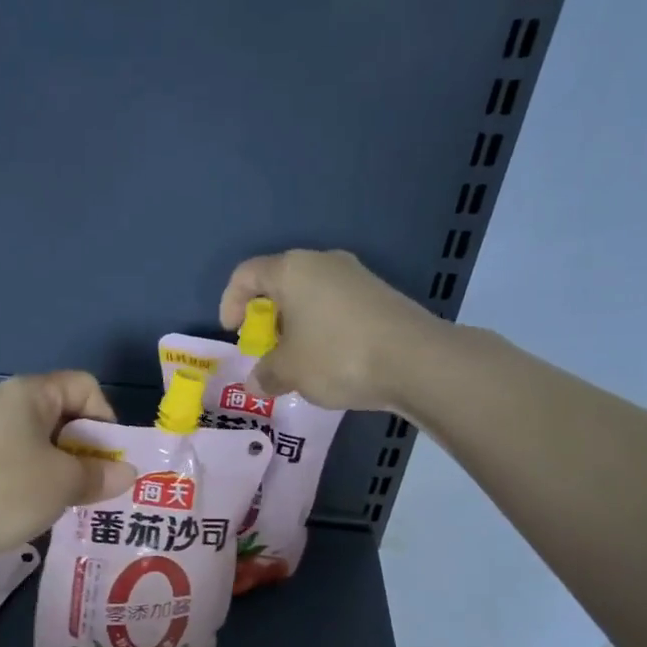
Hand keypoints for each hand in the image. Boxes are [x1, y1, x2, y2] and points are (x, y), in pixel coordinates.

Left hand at [0, 372, 135, 567]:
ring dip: (62, 471)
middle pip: (63, 415)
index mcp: (30, 393)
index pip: (85, 387)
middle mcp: (5, 403)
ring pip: (41, 445)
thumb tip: (126, 473)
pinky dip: (34, 483)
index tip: (108, 460)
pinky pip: (17, 464)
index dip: (106, 419)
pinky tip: (37, 512)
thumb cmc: (4, 490)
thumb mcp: (63, 483)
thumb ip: (99, 475)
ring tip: (71, 504)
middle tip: (97, 489)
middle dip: (87, 450)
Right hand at [219, 249, 439, 411]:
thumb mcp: (290, 371)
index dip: (230, 302)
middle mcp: (323, 263)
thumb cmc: (337, 355)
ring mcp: (357, 277)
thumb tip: (255, 384)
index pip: (247, 274)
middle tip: (265, 348)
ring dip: (296, 325)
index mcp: (292, 270)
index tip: (234, 333)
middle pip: (281, 283)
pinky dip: (323, 329)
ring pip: (311, 296)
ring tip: (297, 360)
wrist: (416, 360)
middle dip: (267, 317)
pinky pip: (337, 307)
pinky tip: (330, 360)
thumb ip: (265, 374)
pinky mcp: (381, 296)